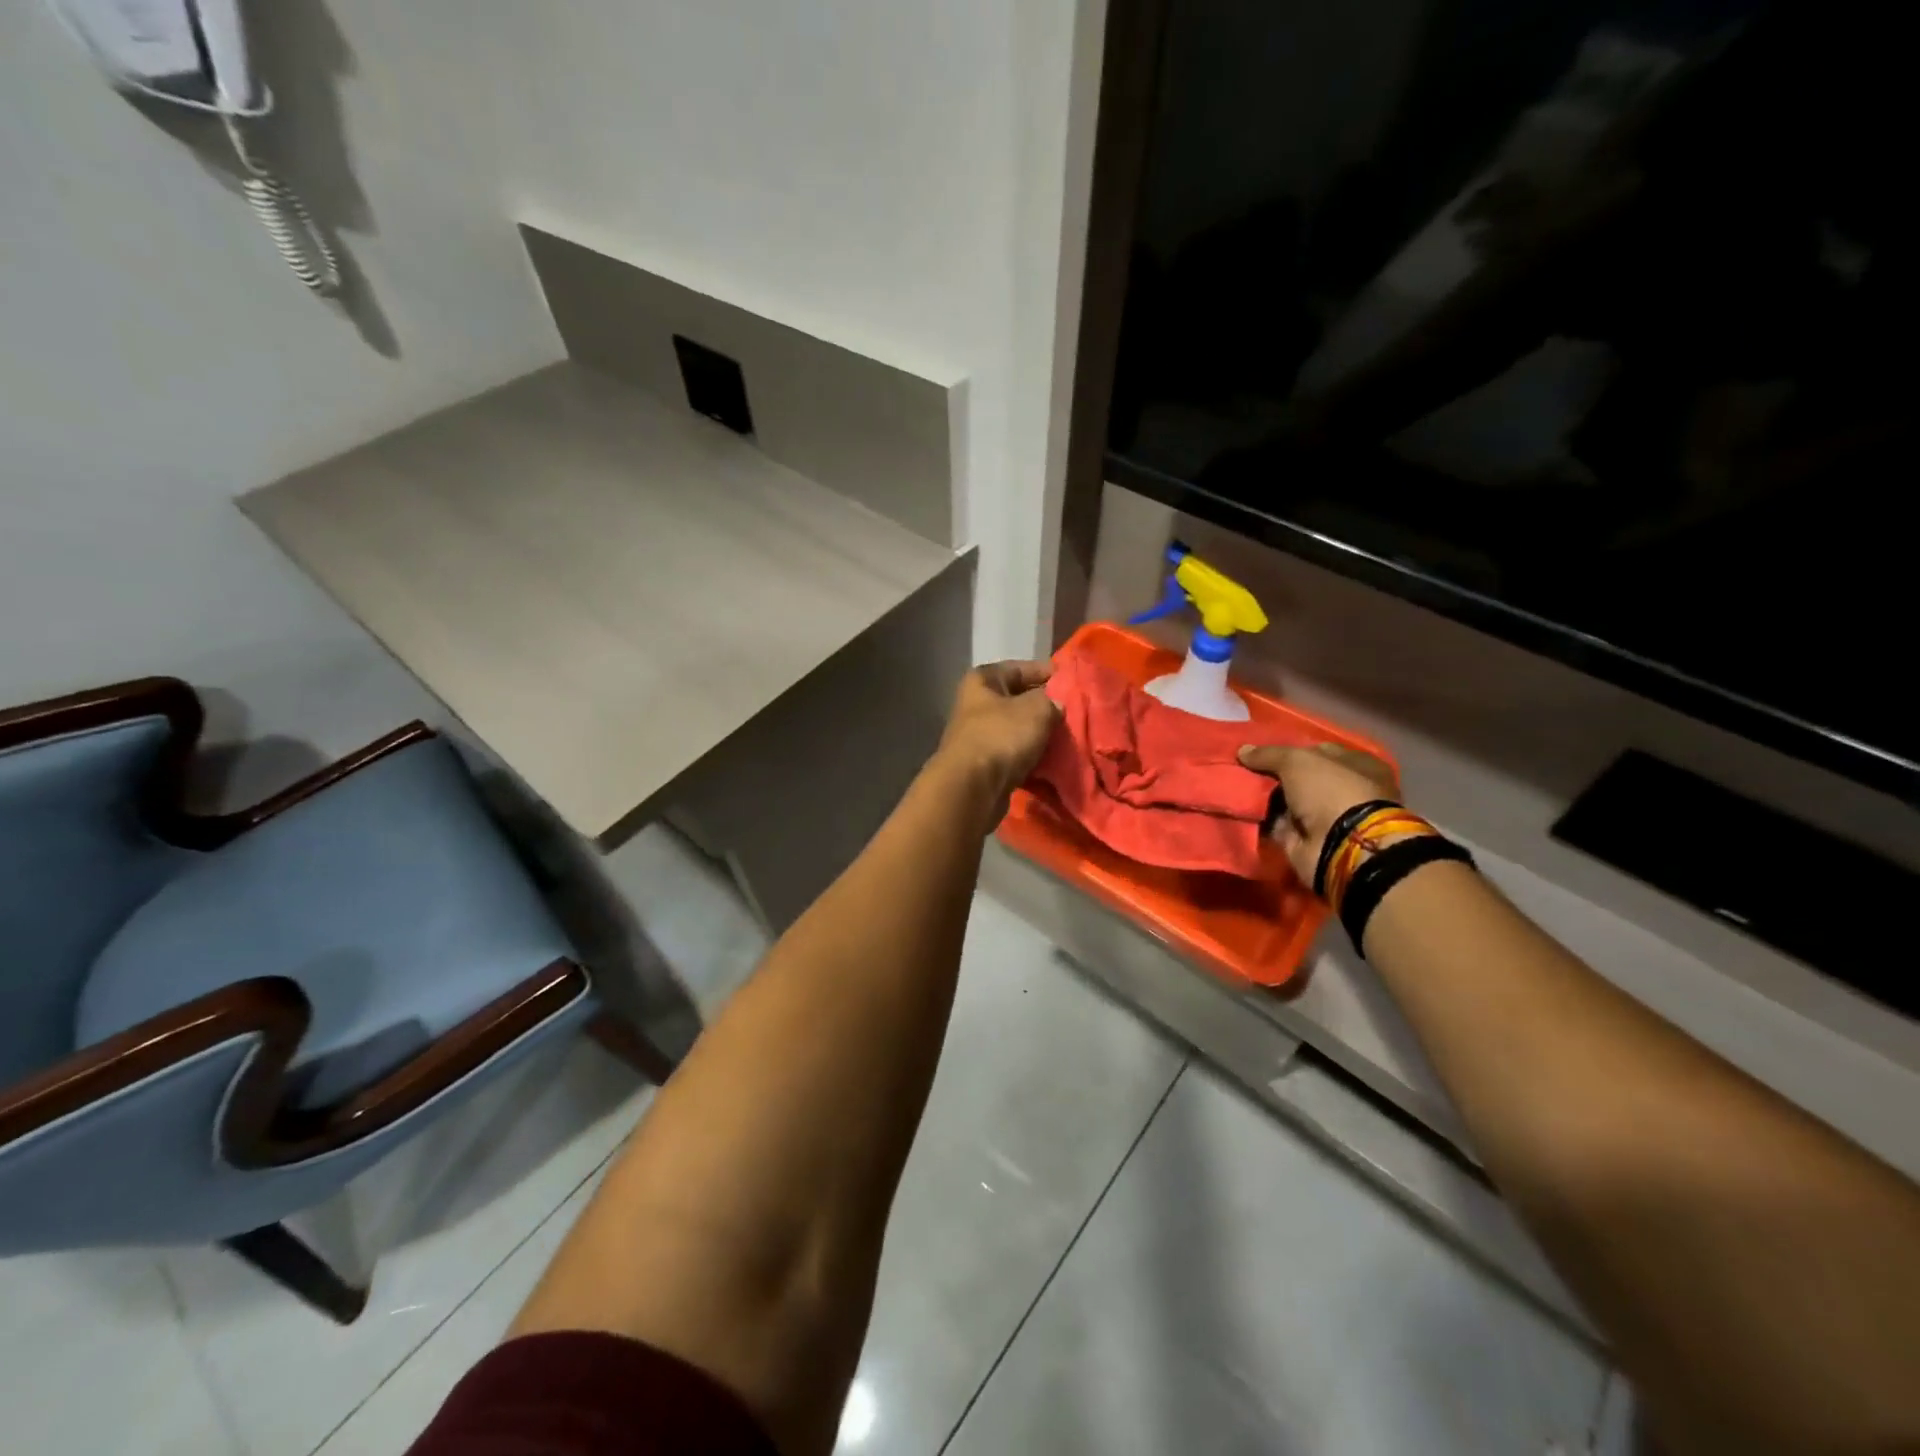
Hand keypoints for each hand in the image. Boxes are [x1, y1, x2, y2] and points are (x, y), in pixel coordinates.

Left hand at [936, 660, 1060, 819]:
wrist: (972, 788)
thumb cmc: (1002, 736)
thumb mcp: (1037, 709)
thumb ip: (1052, 700)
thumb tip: (1056, 705)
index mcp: (982, 681)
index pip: (1021, 668)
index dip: (1048, 673)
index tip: (1074, 683)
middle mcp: (976, 704)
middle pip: (1019, 700)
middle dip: (1047, 708)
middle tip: (1076, 714)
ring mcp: (978, 736)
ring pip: (1018, 730)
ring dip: (1040, 735)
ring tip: (1069, 739)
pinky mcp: (984, 765)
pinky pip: (1015, 755)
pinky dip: (1032, 758)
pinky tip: (1053, 762)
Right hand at [1237, 742, 1399, 884]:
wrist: (1342, 847)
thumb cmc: (1331, 792)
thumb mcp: (1298, 761)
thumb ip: (1269, 754)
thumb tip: (1243, 751)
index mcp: (1357, 765)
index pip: (1318, 751)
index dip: (1290, 750)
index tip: (1261, 752)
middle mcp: (1345, 790)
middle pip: (1301, 778)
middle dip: (1273, 775)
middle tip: (1242, 769)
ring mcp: (1327, 818)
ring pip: (1287, 801)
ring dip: (1264, 798)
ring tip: (1235, 787)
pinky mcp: (1308, 840)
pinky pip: (1279, 825)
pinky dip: (1261, 820)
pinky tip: (1240, 809)